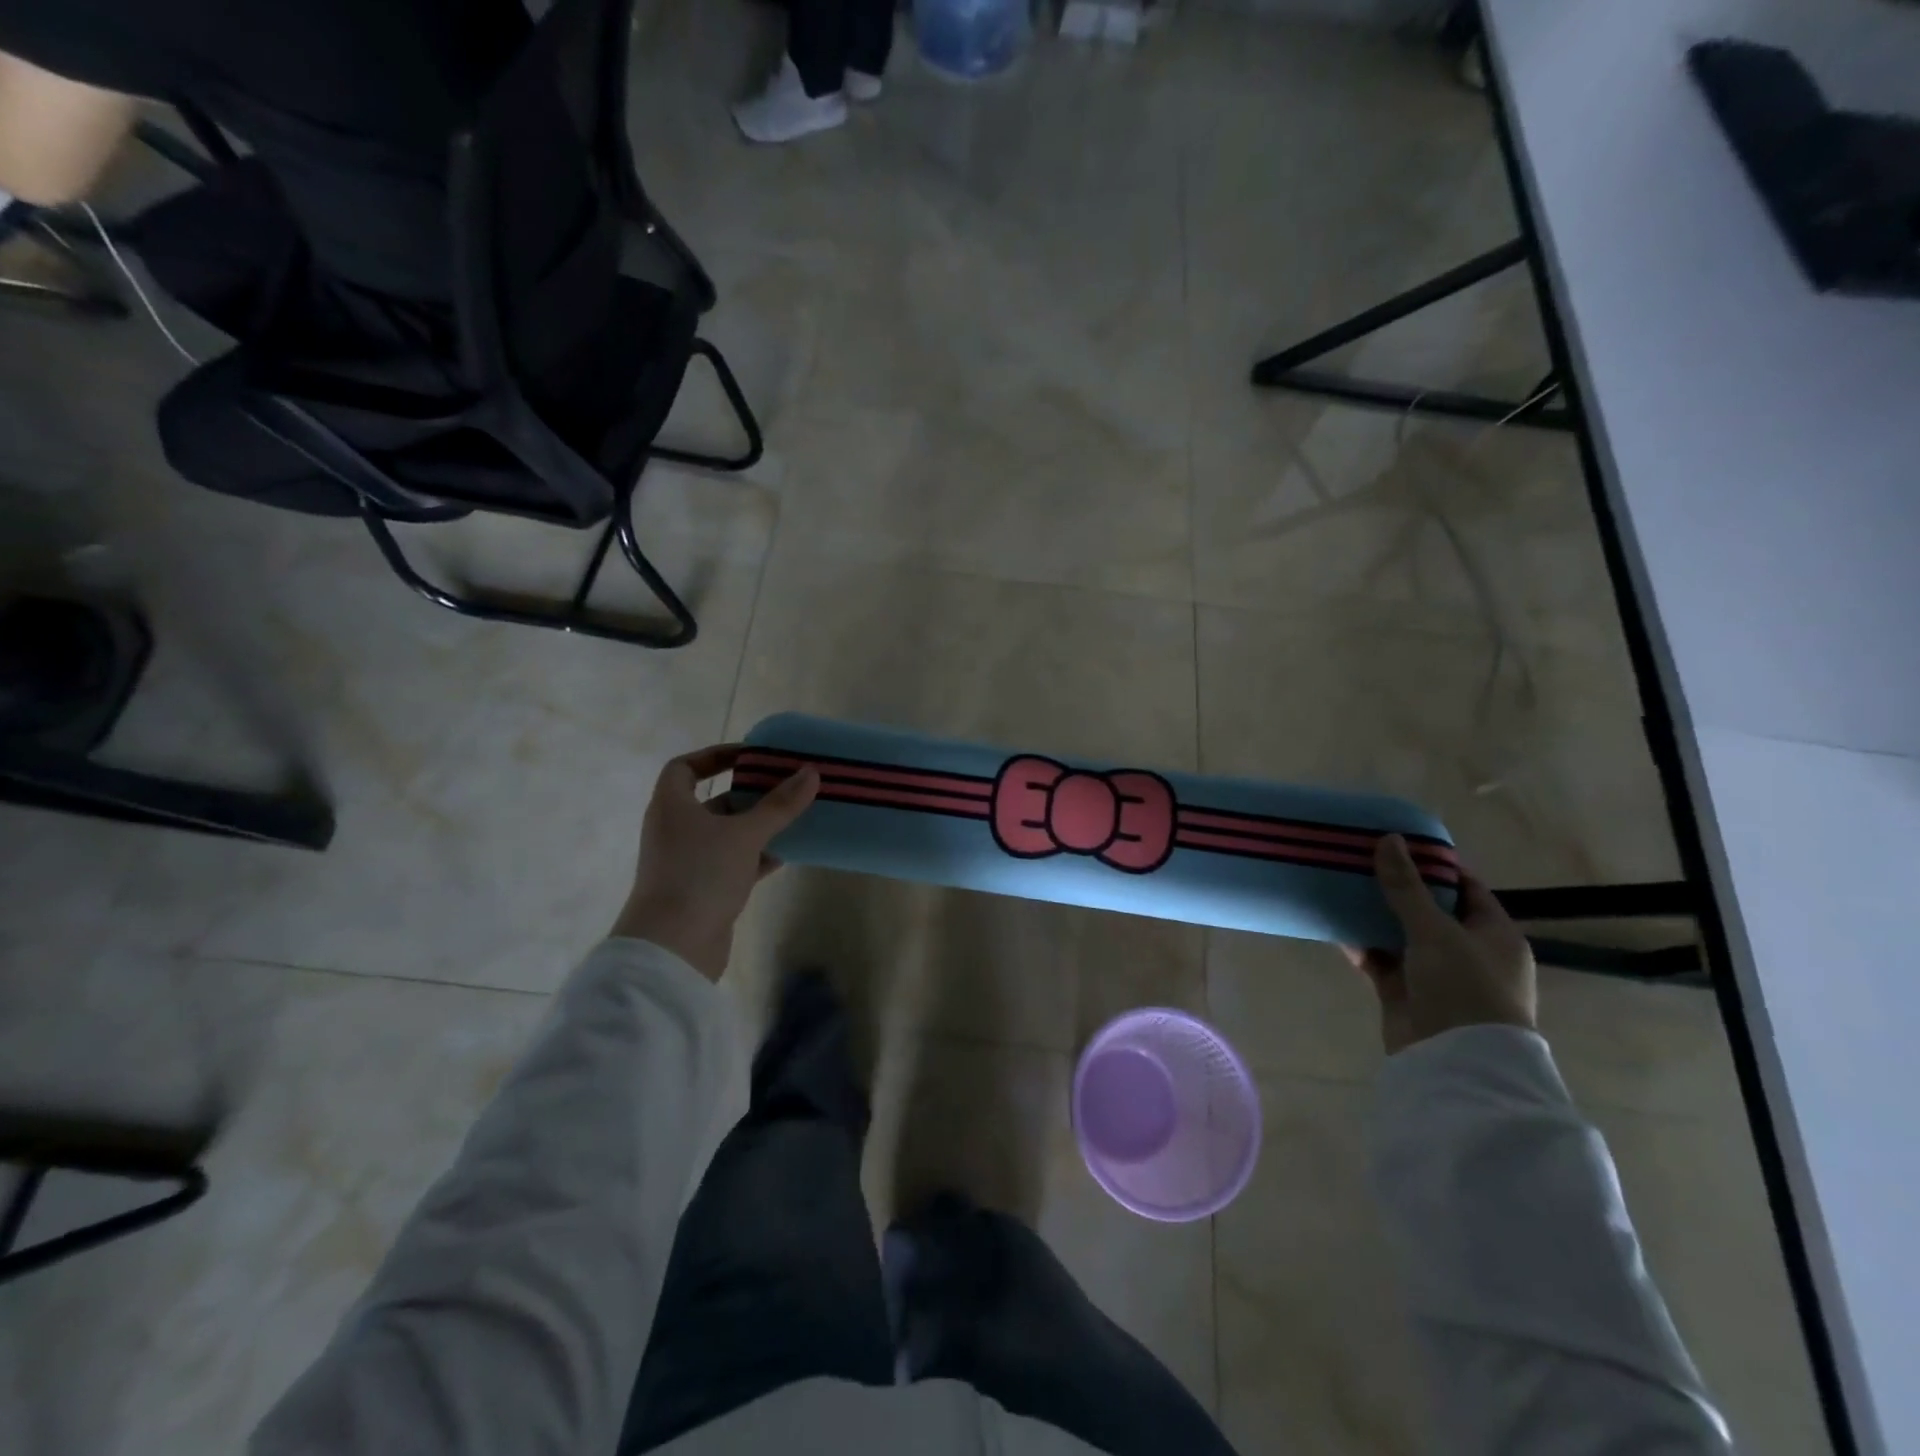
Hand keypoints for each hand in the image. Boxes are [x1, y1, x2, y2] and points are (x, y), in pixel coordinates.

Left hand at [611, 745, 818, 980]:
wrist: (672, 947)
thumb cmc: (701, 875)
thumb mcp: (745, 834)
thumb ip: (779, 804)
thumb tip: (810, 772)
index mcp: (671, 806)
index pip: (685, 768)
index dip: (715, 756)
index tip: (750, 756)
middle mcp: (674, 830)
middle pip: (711, 801)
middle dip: (747, 794)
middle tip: (784, 786)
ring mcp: (685, 862)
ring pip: (725, 834)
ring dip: (755, 827)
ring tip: (792, 819)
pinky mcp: (700, 890)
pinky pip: (730, 863)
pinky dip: (754, 858)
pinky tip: (783, 856)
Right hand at [1343, 834, 1535, 1054]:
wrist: (1456, 1062)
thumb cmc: (1463, 988)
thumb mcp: (1435, 930)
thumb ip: (1406, 886)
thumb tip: (1388, 839)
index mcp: (1494, 934)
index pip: (1466, 888)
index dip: (1434, 865)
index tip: (1398, 844)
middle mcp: (1469, 952)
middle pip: (1429, 910)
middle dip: (1396, 889)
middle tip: (1361, 861)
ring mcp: (1436, 975)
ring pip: (1401, 935)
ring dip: (1374, 916)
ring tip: (1341, 886)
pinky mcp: (1406, 994)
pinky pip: (1381, 961)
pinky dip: (1361, 945)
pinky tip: (1334, 924)